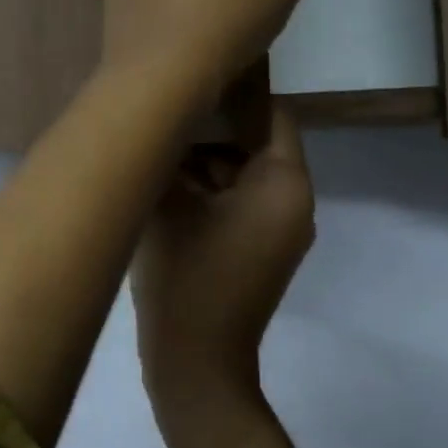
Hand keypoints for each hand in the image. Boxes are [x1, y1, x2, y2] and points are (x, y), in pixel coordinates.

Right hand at [132, 106, 315, 410]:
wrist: (195, 367)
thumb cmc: (186, 276)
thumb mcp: (169, 204)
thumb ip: (168, 152)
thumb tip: (163, 120)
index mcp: (285, 183)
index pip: (270, 114)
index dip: (231, 92)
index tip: (188, 80)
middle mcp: (294, 202)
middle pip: (253, 144)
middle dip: (207, 130)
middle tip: (160, 116)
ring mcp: (279, 230)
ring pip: (240, 175)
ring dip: (202, 163)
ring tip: (153, 150)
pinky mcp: (259, 252)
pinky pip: (237, 204)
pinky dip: (207, 193)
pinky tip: (162, 186)